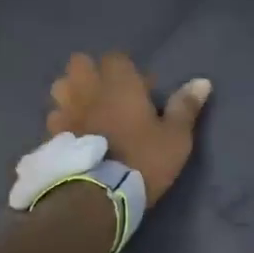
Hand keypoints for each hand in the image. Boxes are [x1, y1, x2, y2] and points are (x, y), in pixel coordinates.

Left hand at [46, 52, 211, 205]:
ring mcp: (66, 109)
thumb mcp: (175, 137)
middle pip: (80, 64)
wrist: (98, 195)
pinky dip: (62, 120)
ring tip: (86, 111)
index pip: (116, 57)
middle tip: (107, 94)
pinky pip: (54, 117)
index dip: (126, 69)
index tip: (140, 88)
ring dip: (71, 93)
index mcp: (119, 83)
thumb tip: (202, 81)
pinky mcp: (51, 134)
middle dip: (90, 73)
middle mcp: (88, 88)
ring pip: (61, 87)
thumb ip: (185, 107)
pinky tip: (73, 135)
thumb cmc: (142, 159)